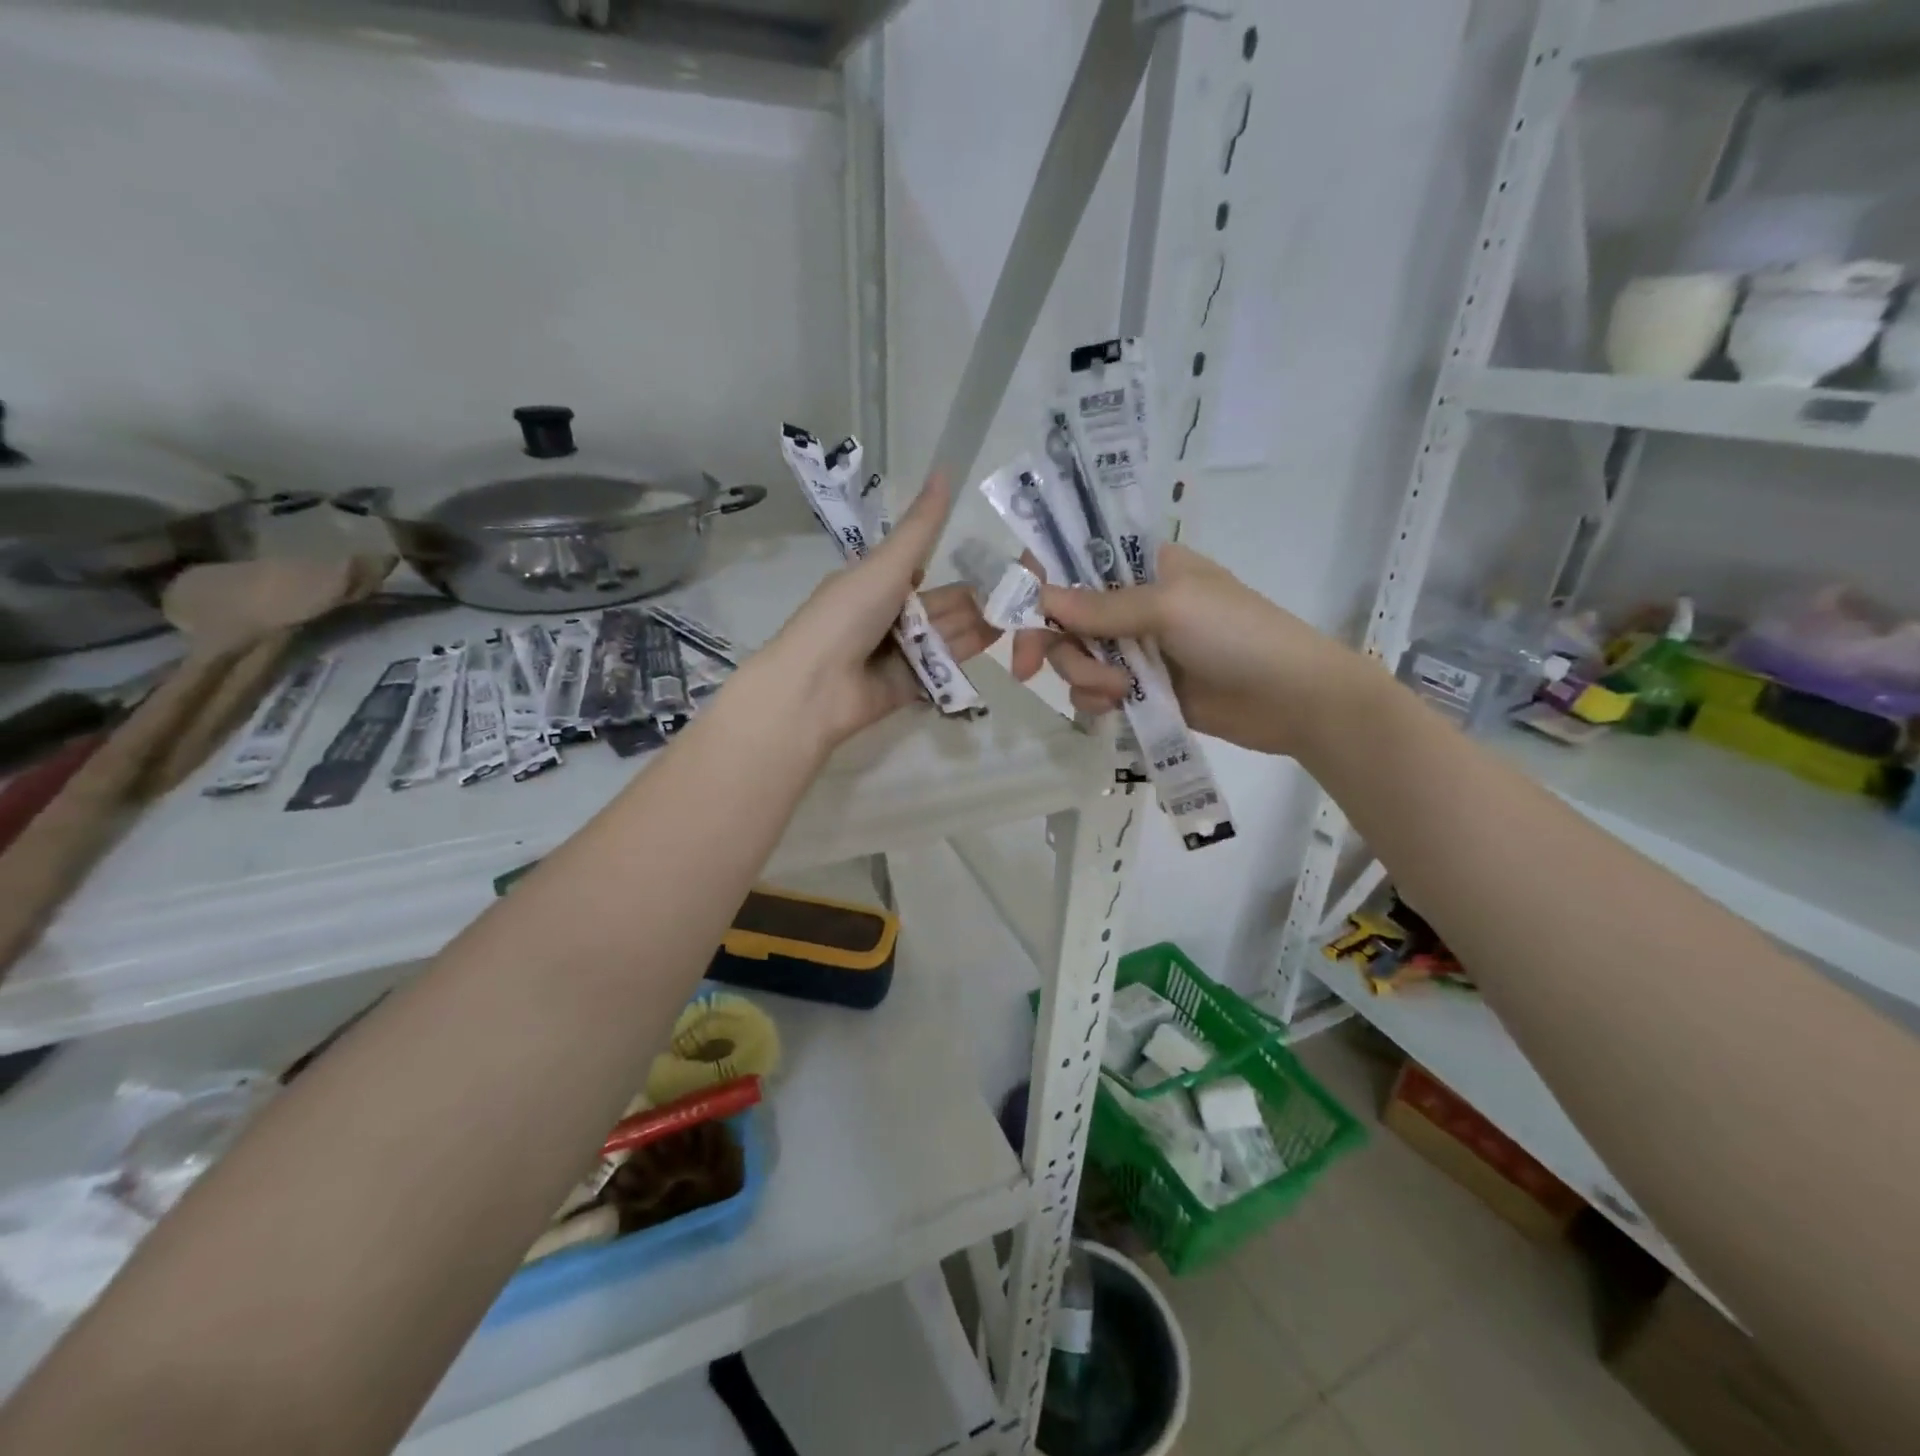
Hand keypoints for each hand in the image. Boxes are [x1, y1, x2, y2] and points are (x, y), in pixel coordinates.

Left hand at [754, 476, 999, 749]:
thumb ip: (922, 527)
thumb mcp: (886, 565)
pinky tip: (997, 643)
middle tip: (1021, 595)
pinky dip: (964, 657)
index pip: (922, 571)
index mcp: (877, 583)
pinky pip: (942, 669)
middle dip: (974, 602)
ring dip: (976, 626)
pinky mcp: (909, 687)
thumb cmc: (847, 616)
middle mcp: (888, 617)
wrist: (816, 686)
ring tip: (1020, 616)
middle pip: (941, 607)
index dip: (956, 566)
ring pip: (946, 636)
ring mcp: (899, 655)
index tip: (997, 561)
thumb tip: (946, 470)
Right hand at [1010, 543, 1363, 756]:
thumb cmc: (1238, 634)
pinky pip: (1094, 689)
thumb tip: (1040, 597)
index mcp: (1142, 566)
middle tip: (1028, 669)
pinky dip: (1095, 699)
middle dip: (1052, 642)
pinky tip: (1115, 707)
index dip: (1039, 578)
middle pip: (1063, 615)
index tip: (1014, 608)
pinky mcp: (1140, 687)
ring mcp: (1134, 647)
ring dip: (1082, 676)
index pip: (1075, 558)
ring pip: (1074, 656)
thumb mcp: (1170, 607)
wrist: (1292, 699)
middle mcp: (1132, 602)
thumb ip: (1102, 607)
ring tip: (1117, 693)